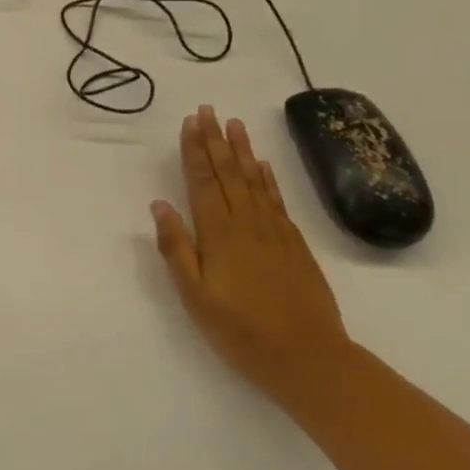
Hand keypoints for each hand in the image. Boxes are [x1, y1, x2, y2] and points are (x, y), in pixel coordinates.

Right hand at [151, 106, 352, 404]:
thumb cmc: (242, 331)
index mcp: (219, 234)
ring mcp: (275, 231)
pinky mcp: (295, 244)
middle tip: (208, 110)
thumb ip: (176, 248)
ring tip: (235, 124)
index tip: (190, 122)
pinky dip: (268, 178)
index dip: (195, 150)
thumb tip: (159, 205)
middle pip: (228, 173)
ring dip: (242, 150)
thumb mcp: (196, 297)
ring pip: (254, 180)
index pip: (203, 181)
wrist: (310, 359)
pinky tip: (263, 164)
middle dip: (216, 140)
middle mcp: (246, 223)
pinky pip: (277, 200)